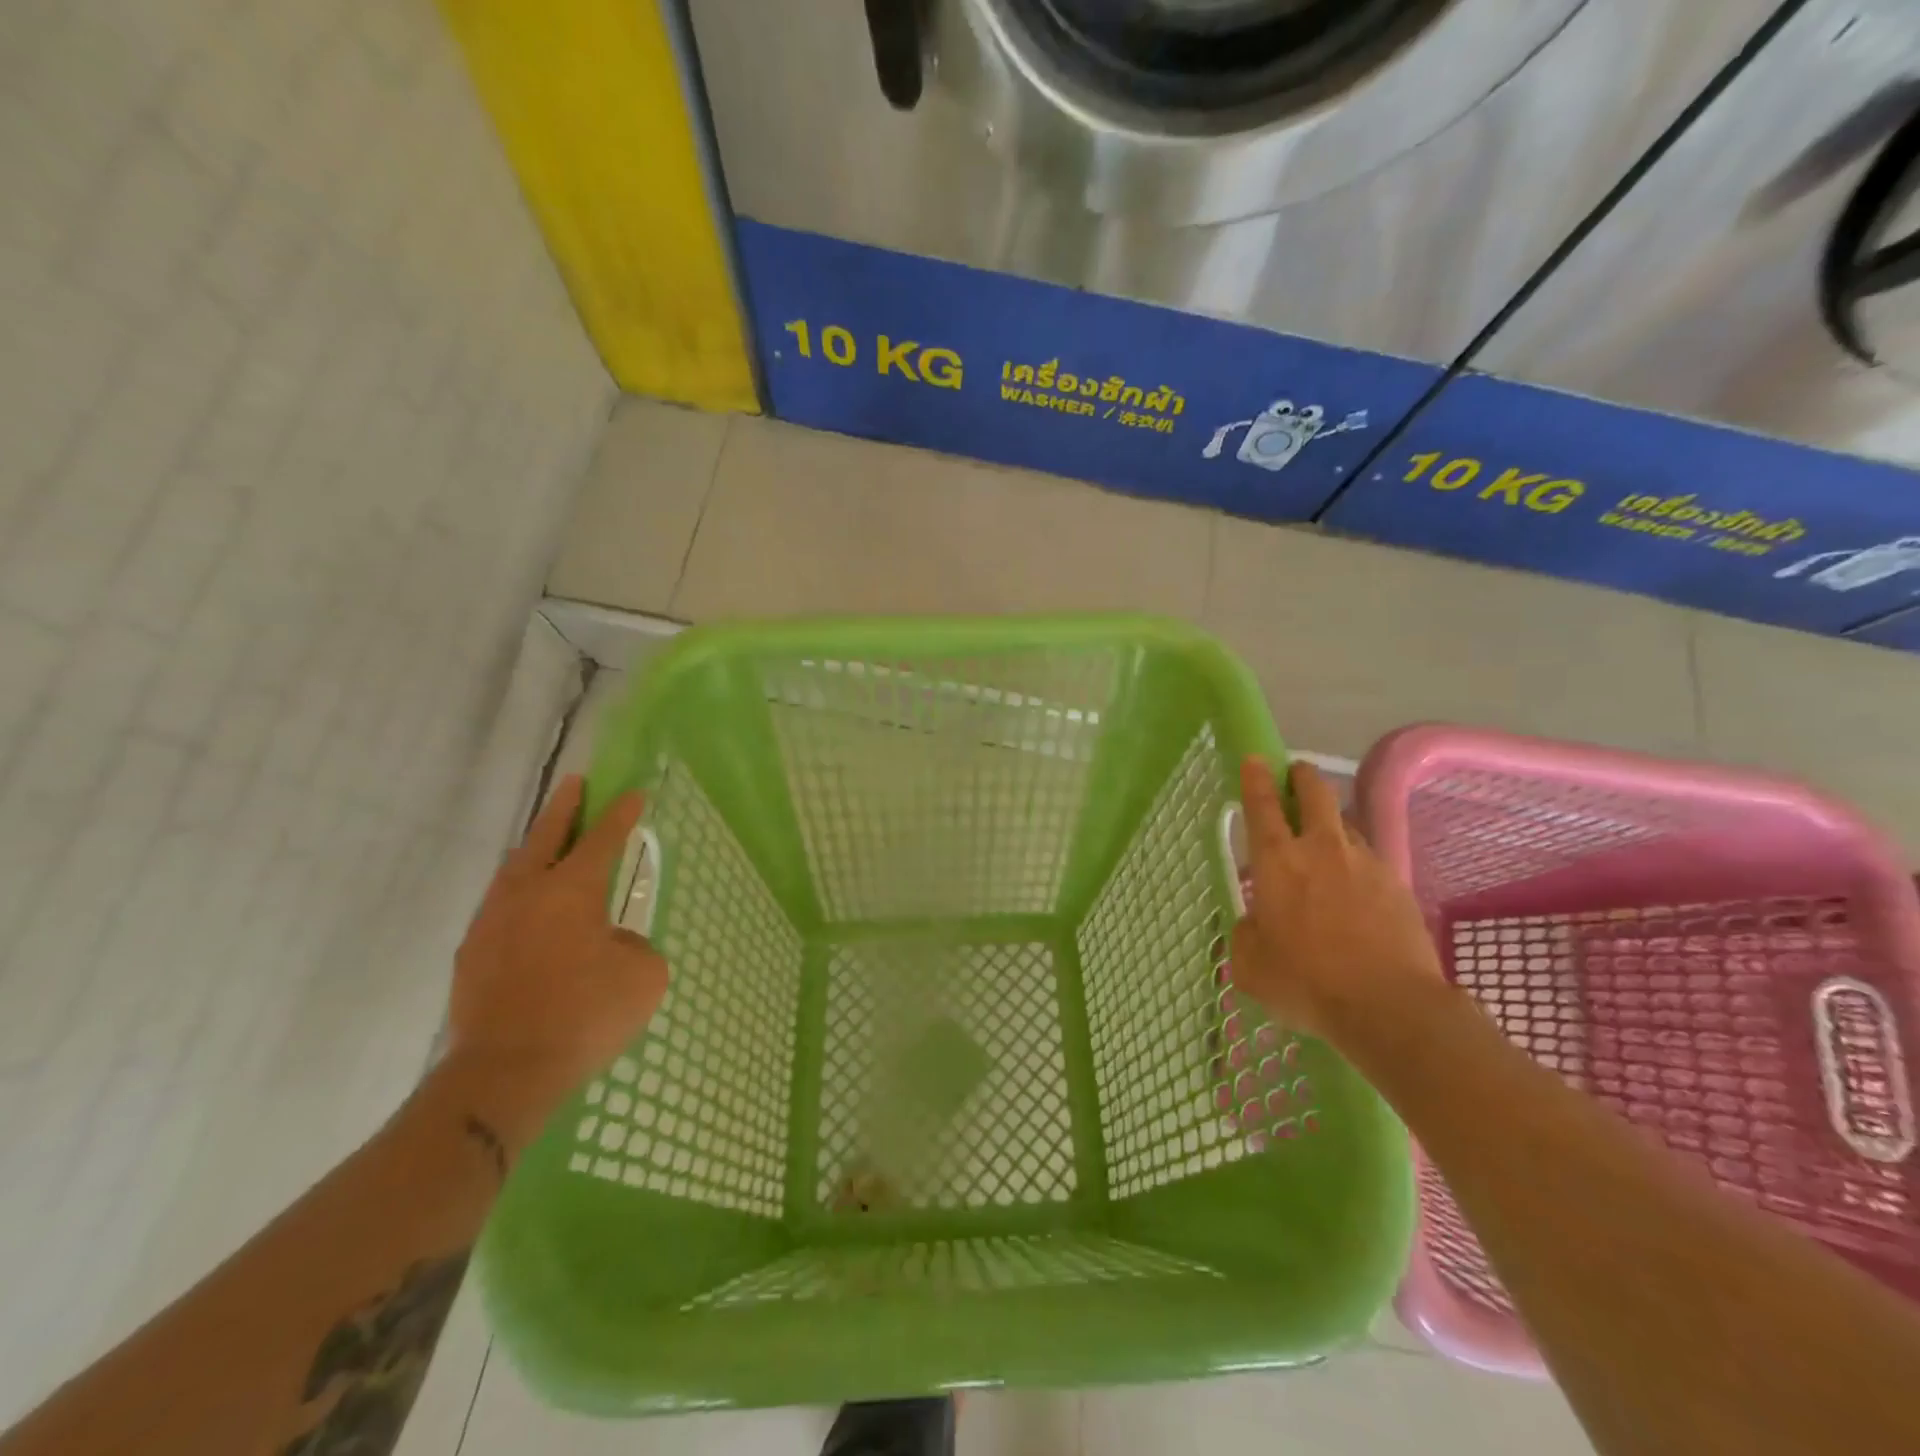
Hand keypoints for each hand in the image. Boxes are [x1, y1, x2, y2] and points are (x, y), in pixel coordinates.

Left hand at [441, 775, 668, 1150]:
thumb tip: (611, 943)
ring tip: (548, 841)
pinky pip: (500, 908)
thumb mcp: (642, 976)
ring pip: (514, 870)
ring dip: (534, 849)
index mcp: (571, 891)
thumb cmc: (585, 1015)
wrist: (506, 1071)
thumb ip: (633, 946)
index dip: (621, 815)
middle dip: (564, 808)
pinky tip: (529, 909)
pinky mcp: (472, 955)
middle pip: (545, 837)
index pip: (602, 840)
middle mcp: (527, 894)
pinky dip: (519, 894)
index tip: (632, 792)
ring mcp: (492, 923)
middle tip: (575, 783)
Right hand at [1229, 757, 1441, 1043]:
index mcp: (1278, 861)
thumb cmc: (1306, 982)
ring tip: (1325, 844)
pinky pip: (1370, 859)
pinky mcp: (1397, 884)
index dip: (1256, 778)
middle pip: (1315, 793)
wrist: (1390, 1007)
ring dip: (1331, 823)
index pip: (1262, 805)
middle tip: (1295, 775)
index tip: (1256, 758)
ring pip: (1345, 825)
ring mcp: (1365, 863)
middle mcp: (1322, 849)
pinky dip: (1356, 862)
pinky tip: (1355, 889)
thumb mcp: (1250, 964)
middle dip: (1302, 777)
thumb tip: (1256, 921)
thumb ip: (1247, 933)